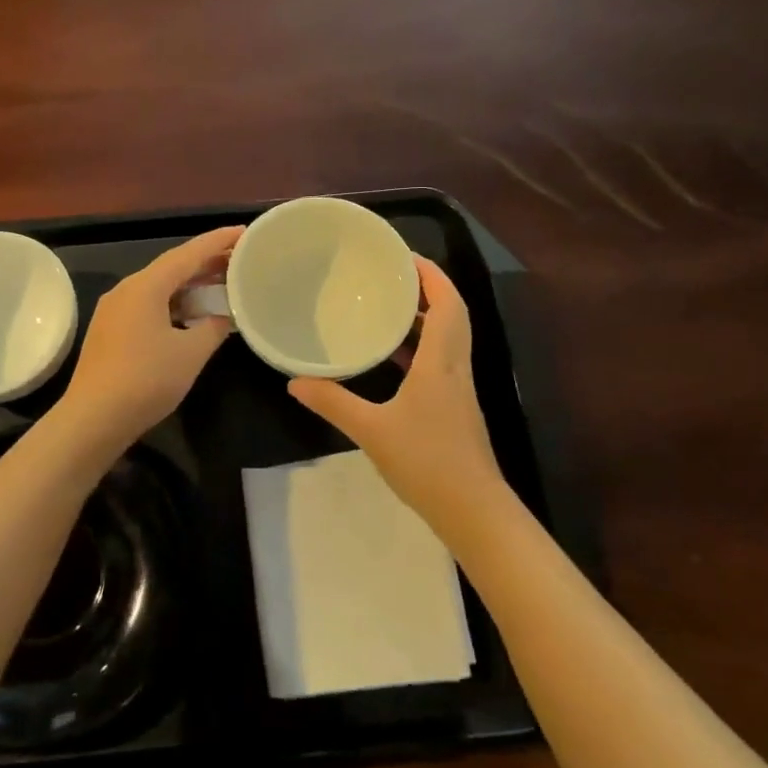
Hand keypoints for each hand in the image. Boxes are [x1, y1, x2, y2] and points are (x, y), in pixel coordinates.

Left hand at [59, 226, 241, 448]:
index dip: (218, 241)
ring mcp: (114, 310)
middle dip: (206, 262)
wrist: (93, 419)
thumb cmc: (146, 380)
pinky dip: (174, 303)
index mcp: (146, 286)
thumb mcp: (191, 353)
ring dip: (190, 285)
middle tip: (240, 259)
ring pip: (159, 287)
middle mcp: (127, 289)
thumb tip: (223, 316)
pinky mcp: (110, 330)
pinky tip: (191, 314)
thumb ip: (213, 327)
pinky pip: (148, 304)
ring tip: (222, 284)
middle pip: (172, 267)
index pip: (188, 253)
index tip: (244, 232)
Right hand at [288, 257, 508, 533]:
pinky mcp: (455, 406)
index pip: (447, 303)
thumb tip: (294, 382)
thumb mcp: (371, 430)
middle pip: (452, 314)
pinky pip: (440, 360)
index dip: (431, 275)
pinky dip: (420, 346)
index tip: (404, 255)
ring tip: (387, 305)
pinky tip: (393, 356)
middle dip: (426, 288)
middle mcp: (455, 366)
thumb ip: (333, 402)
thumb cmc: (426, 462)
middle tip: (390, 274)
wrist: (473, 511)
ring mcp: (458, 388)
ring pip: (448, 337)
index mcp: (441, 362)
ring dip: (424, 316)